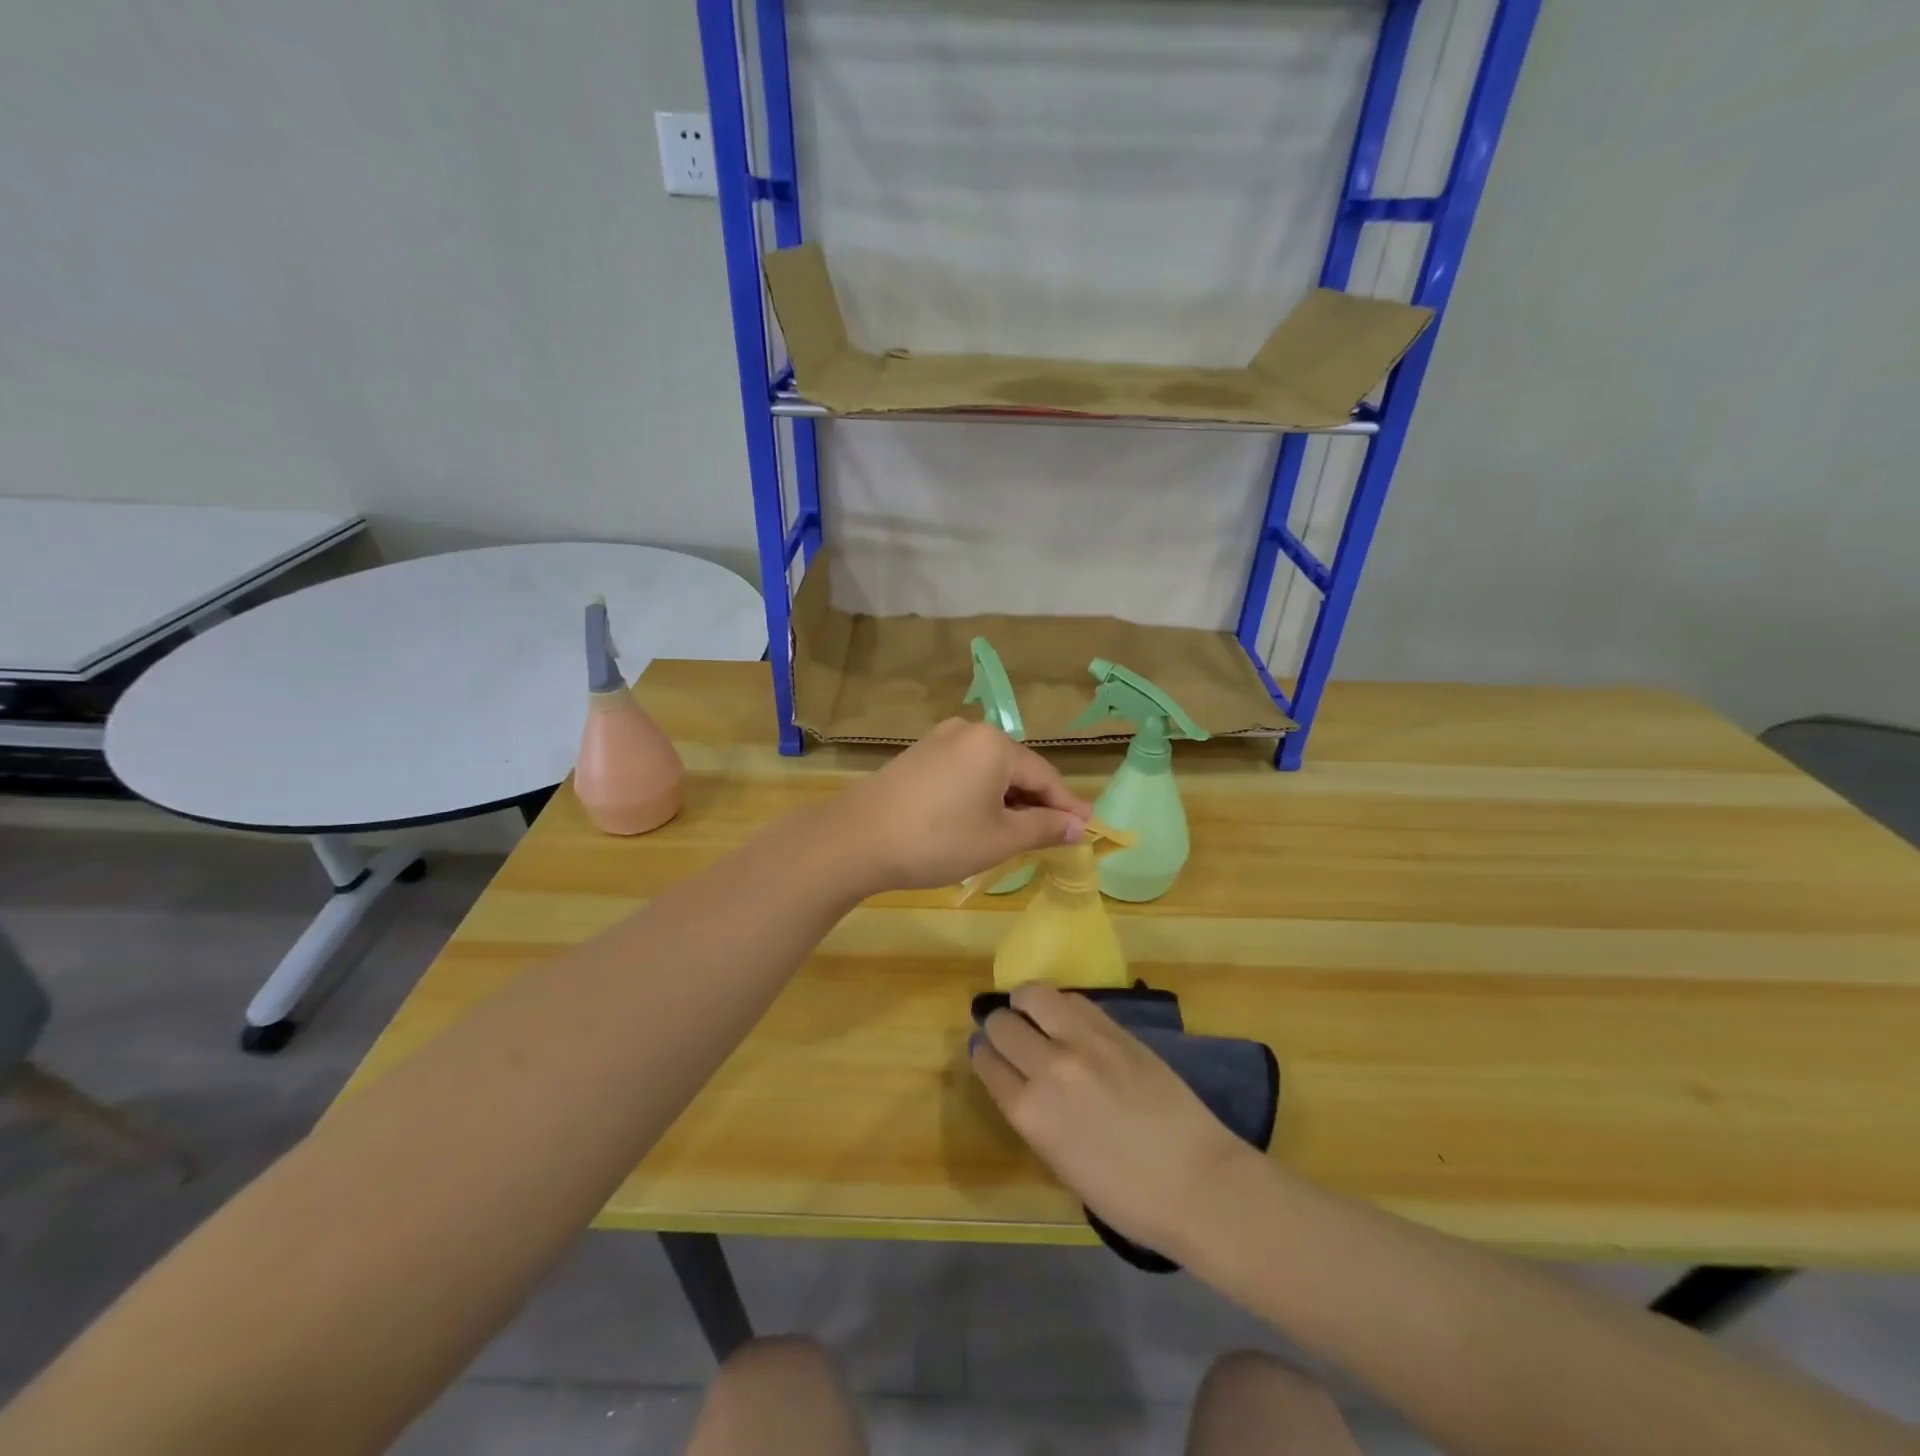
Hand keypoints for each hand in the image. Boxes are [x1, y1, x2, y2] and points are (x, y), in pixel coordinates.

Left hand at [834, 719, 1093, 891]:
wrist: (857, 839)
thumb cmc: (938, 839)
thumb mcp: (999, 839)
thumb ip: (1043, 828)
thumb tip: (1077, 826)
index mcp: (995, 744)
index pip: (1045, 776)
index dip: (1067, 805)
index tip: (1088, 828)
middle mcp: (969, 731)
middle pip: (1016, 769)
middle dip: (1036, 803)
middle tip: (1054, 835)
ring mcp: (940, 739)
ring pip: (989, 771)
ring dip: (1007, 800)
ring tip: (1018, 834)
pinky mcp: (918, 754)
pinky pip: (964, 771)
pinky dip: (979, 794)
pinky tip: (979, 820)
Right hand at [971, 983, 1261, 1257]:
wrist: (1197, 1182)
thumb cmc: (1126, 1195)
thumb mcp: (1061, 1162)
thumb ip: (1035, 1117)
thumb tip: (1021, 1083)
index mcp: (1030, 1113)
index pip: (988, 1063)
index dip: (983, 1054)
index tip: (985, 1051)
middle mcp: (1049, 1068)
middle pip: (1003, 1023)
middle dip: (998, 1025)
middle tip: (1007, 1032)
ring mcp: (1084, 1042)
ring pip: (1034, 995)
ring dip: (1025, 1002)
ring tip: (1031, 1012)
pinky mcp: (1115, 1029)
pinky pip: (1073, 1000)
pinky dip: (1060, 1004)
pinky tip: (1065, 1016)